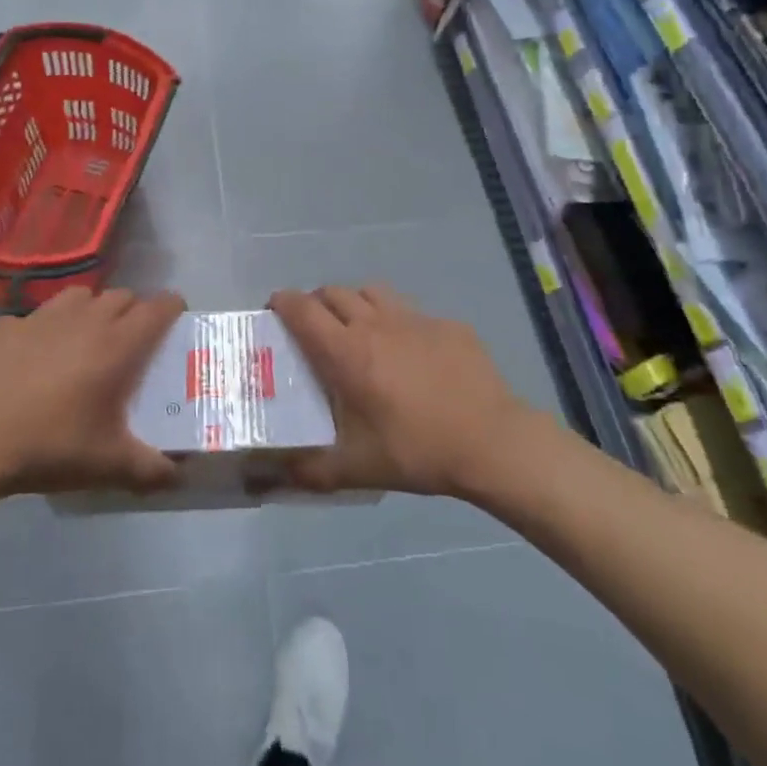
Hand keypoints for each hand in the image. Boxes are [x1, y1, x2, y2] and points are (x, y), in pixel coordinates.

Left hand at [0, 287, 185, 499]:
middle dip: (133, 311)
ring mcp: (39, 318)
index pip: (156, 308)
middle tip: (131, 340)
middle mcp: (82, 320)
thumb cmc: (48, 447)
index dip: (172, 307)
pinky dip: (44, 329)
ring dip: (91, 309)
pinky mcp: (3, 325)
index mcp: (115, 345)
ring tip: (85, 338)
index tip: (176, 317)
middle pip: (121, 296)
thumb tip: (179, 475)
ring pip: (79, 296)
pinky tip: (32, 358)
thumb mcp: (106, 466)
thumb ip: (150, 469)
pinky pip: (34, 317)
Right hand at [270, 285, 535, 497]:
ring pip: (371, 292)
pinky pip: (410, 311)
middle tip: (314, 329)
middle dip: (315, 303)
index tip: (274, 311)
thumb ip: (310, 470)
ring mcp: (414, 319)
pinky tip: (410, 354)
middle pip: (333, 292)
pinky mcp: (446, 324)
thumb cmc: (417, 450)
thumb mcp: (357, 469)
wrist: (492, 441)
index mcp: (347, 352)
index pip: (302, 309)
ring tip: (358, 331)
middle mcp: (375, 324)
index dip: (282, 303)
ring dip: (355, 303)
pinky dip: (397, 322)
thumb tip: (274, 474)